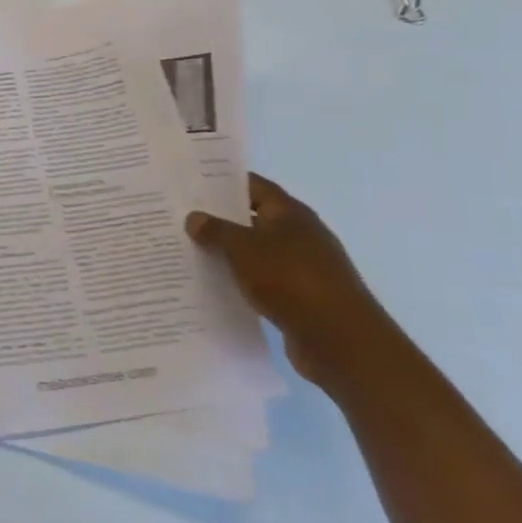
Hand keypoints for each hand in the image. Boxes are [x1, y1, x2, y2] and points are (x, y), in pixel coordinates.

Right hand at [186, 174, 391, 386]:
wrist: (340, 340)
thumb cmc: (291, 280)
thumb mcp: (244, 248)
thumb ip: (217, 230)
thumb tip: (194, 217)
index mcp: (290, 213)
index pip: (253, 186)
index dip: (223, 182)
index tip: (190, 184)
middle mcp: (299, 235)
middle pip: (253, 218)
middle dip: (220, 219)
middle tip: (180, 218)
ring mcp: (302, 267)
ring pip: (256, 251)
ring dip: (228, 252)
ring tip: (189, 251)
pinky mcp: (300, 297)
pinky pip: (262, 280)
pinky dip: (240, 279)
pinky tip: (214, 284)